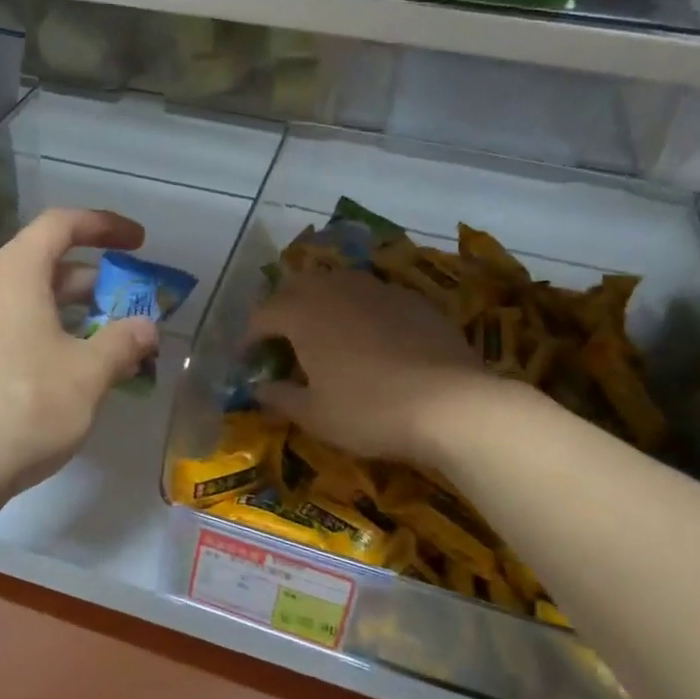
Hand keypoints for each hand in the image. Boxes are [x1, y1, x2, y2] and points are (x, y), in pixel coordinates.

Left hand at [0, 207, 159, 517]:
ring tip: (112, 342)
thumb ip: (123, 342)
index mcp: (14, 274)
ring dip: (75, 313)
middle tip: (132, 304)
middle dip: (95, 280)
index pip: (60, 224)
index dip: (104, 225)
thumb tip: (148, 327)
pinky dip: (50, 334)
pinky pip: (14, 328)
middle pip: (46, 263)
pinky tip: (74, 371)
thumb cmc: (25, 406)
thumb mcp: (88, 373)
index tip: (139, 242)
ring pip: (31, 300)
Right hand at [245, 268, 493, 467]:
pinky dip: (360, 310)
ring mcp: (377, 289)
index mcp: (302, 313)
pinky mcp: (412, 299)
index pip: (261, 314)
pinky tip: (371, 337)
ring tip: (324, 332)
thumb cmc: (368, 410)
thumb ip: (280, 397)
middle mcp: (335, 289)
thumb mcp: (314, 415)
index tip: (248, 360)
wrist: (451, 403)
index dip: (250, 337)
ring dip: (321, 303)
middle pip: (297, 287)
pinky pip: (373, 296)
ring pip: (337, 284)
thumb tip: (258, 389)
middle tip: (282, 340)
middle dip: (282, 310)